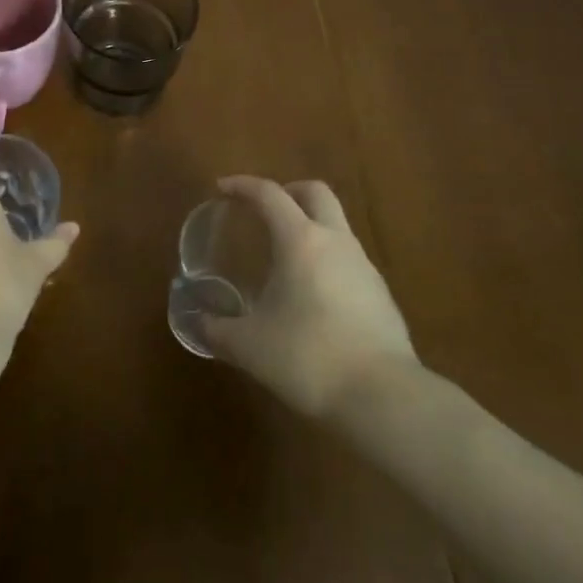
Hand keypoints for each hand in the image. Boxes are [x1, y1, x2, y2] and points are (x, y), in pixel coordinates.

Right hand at [202, 176, 417, 421]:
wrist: (383, 397)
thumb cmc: (308, 358)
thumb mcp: (249, 347)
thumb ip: (218, 331)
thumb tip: (199, 323)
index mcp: (300, 240)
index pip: (269, 194)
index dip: (243, 185)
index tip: (222, 188)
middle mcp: (335, 241)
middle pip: (315, 192)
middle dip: (288, 191)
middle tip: (264, 210)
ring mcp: (363, 265)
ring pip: (336, 225)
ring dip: (310, 227)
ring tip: (286, 259)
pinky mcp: (381, 294)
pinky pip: (349, 260)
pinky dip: (327, 261)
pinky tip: (314, 296)